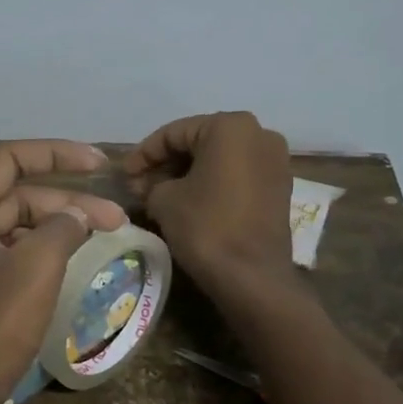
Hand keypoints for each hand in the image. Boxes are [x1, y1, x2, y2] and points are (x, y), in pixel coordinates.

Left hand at [0, 141, 126, 403]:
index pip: (8, 160)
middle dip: (66, 202)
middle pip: (13, 197)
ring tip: (101, 239)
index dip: (58, 154)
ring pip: (10, 229)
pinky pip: (3, 257)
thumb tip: (76, 215)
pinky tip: (67, 264)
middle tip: (116, 220)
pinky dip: (35, 255)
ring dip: (54, 230)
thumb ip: (62, 228)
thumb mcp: (34, 270)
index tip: (101, 165)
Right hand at [125, 112, 292, 288]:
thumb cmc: (205, 226)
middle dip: (166, 164)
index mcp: (230, 127)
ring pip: (218, 159)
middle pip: (199, 143)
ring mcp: (274, 161)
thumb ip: (151, 183)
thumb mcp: (163, 200)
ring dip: (187, 174)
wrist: (251, 276)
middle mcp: (259, 133)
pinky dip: (210, 184)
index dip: (143, 154)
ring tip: (158, 196)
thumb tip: (148, 184)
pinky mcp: (279, 187)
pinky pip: (236, 175)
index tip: (123, 174)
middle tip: (139, 186)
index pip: (173, 133)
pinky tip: (187, 202)